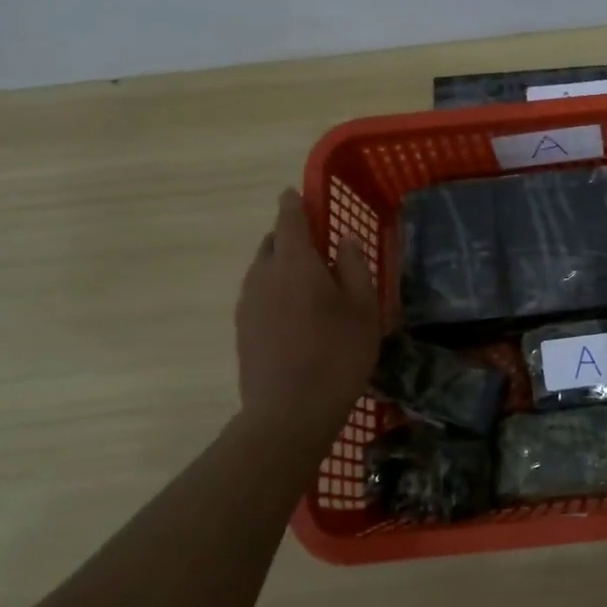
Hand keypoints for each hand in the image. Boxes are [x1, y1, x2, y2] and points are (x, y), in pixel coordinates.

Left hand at [236, 190, 380, 432]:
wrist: (288, 412)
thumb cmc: (338, 354)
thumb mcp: (364, 308)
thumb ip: (355, 267)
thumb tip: (344, 240)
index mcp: (295, 263)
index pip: (289, 219)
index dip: (294, 203)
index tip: (297, 194)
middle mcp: (264, 275)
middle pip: (272, 242)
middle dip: (290, 235)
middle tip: (318, 245)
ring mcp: (247, 302)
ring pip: (262, 268)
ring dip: (282, 264)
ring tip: (309, 280)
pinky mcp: (242, 328)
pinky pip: (258, 292)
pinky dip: (274, 288)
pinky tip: (295, 311)